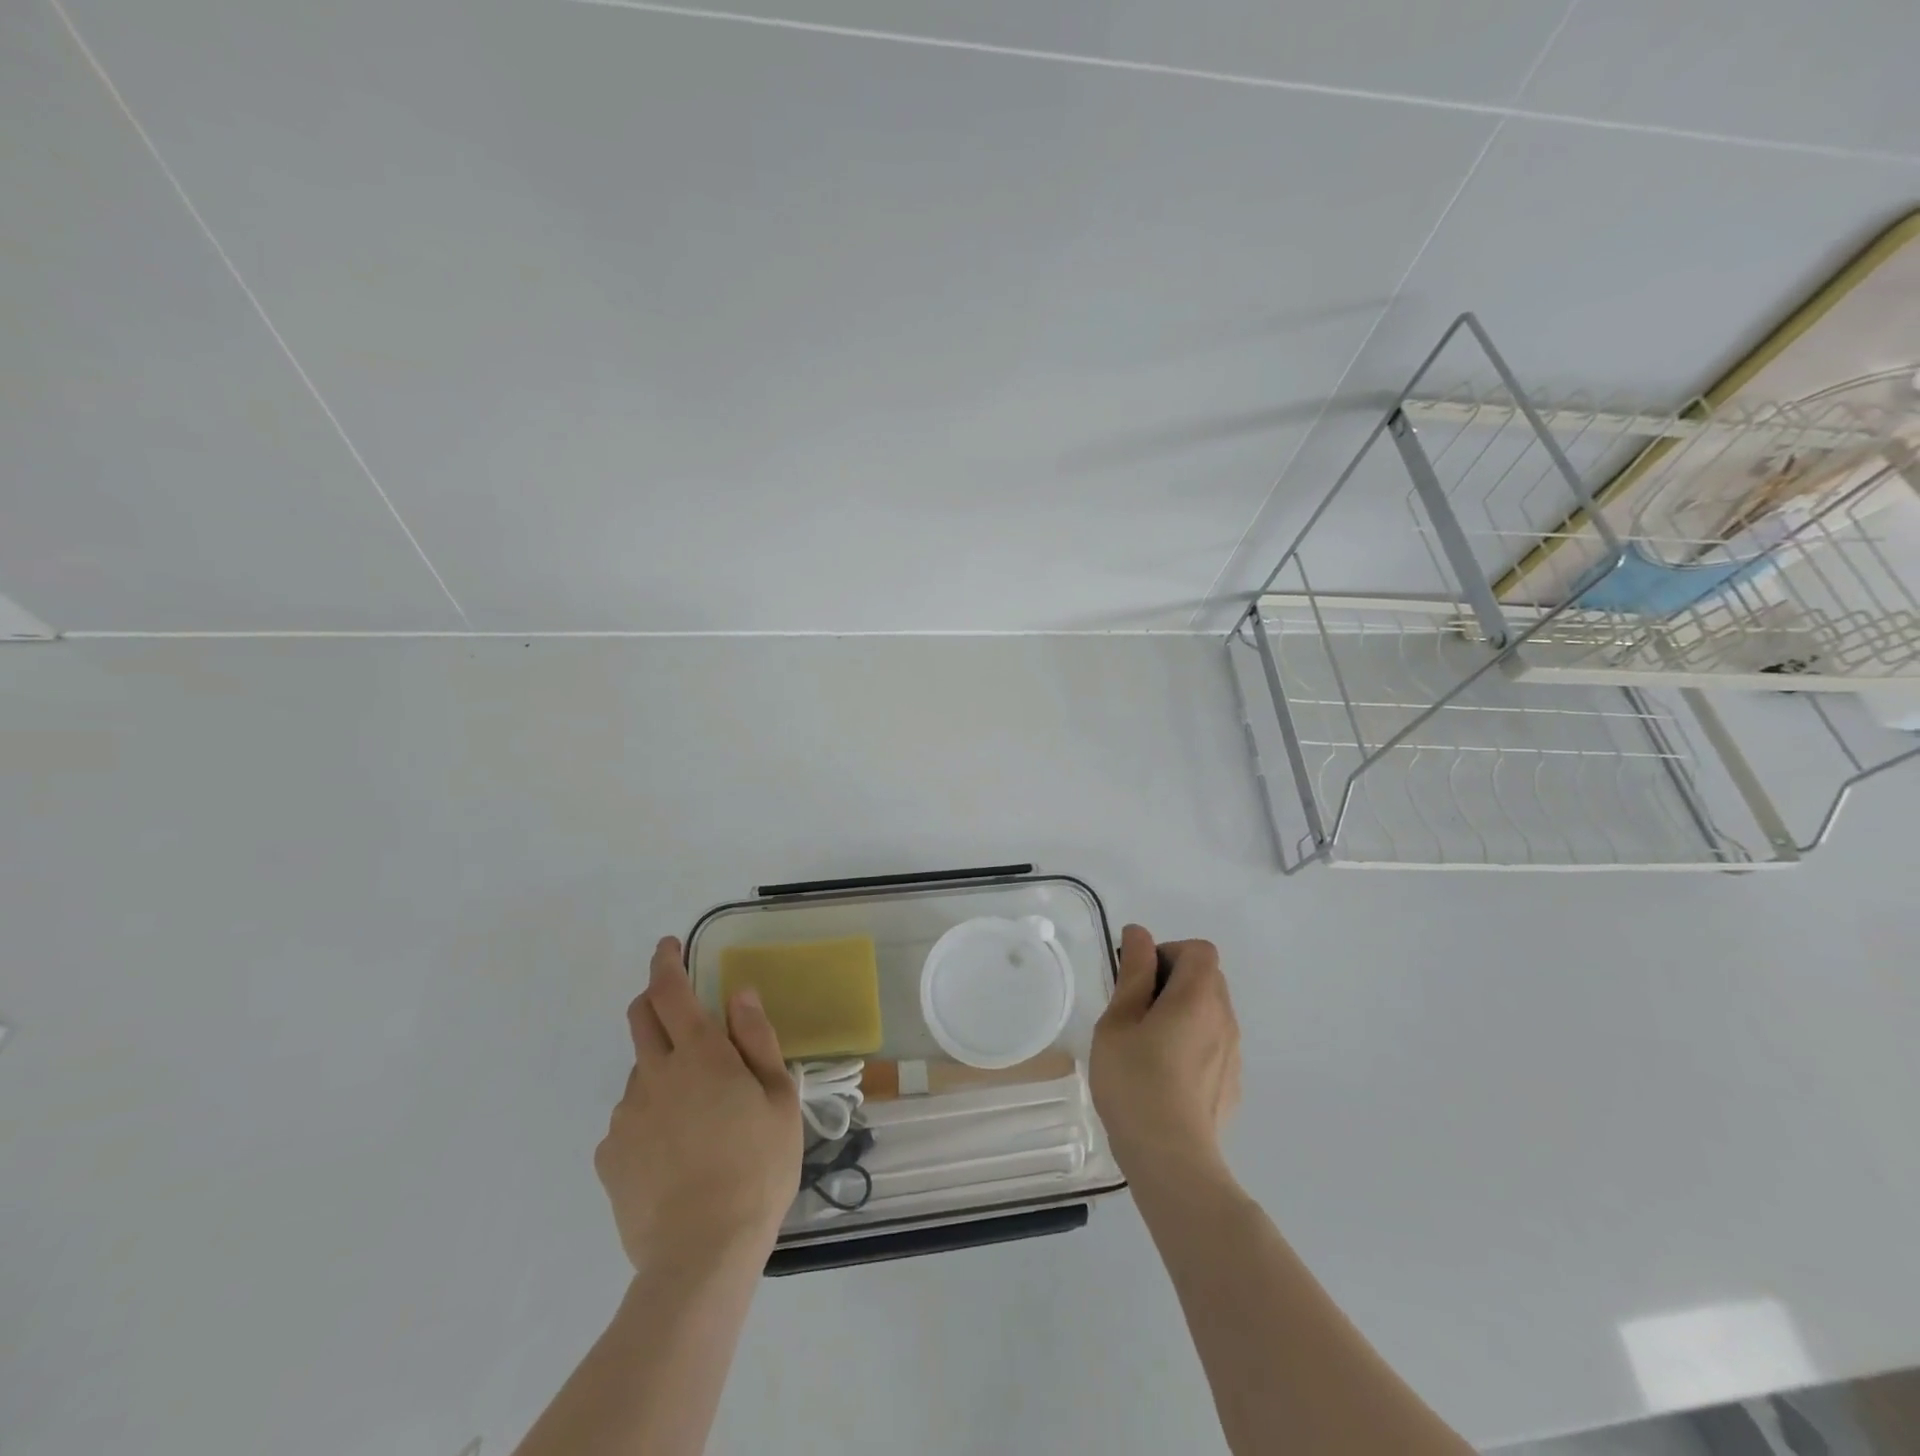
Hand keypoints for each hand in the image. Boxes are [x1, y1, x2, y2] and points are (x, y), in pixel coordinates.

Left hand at [594, 937, 802, 1272]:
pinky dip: (649, 1118)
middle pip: (640, 1019)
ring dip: (661, 1070)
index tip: (668, 946)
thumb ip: (757, 1040)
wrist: (701, 1255)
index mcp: (700, 1055)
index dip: (666, 962)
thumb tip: (739, 994)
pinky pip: (629, 1120)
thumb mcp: (779, 1098)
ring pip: (639, 1073)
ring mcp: (626, 1117)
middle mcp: (655, 1075)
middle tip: (680, 1013)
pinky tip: (674, 1154)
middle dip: (654, 1000)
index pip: (670, 991)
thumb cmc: (757, 1168)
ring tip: (696, 1114)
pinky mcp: (609, 1156)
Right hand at [1090, 926, 1241, 1189]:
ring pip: (1211, 1013)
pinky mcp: (1232, 1085)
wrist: (1170, 1159)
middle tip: (1136, 1010)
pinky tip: (1165, 1076)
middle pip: (1208, 978)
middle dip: (1173, 980)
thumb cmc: (1134, 1081)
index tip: (1139, 979)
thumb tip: (1140, 934)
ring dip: (1183, 1013)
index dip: (1168, 952)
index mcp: (1198, 997)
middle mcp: (1225, 1018)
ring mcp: (1233, 1054)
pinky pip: (1214, 1045)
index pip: (1198, 950)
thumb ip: (1134, 973)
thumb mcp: (1119, 1020)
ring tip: (1147, 1045)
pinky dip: (1192, 1043)